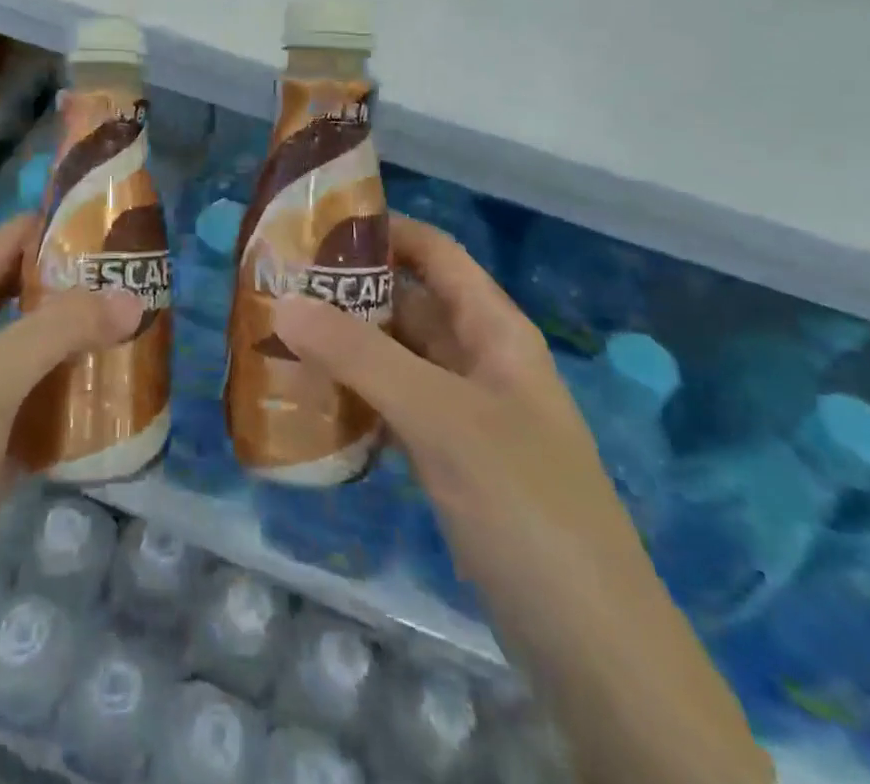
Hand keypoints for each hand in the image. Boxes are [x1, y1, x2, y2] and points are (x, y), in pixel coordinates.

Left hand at [0, 216, 142, 740]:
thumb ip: (58, 330)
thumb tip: (132, 297)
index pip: (6, 243)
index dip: (57, 228)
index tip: (118, 231)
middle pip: (25, 292)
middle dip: (79, 285)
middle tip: (141, 282)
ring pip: (36, 345)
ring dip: (82, 337)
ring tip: (141, 328)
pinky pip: (40, 397)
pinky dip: (74, 390)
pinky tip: (117, 391)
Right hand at [273, 215, 769, 783]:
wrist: (592, 645)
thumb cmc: (525, 504)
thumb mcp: (442, 419)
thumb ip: (361, 357)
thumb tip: (283, 303)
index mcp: (494, 330)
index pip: (435, 253)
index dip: (383, 229)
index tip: (314, 224)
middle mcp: (479, 360)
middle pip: (409, 303)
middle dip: (348, 292)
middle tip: (277, 286)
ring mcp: (465, 413)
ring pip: (397, 359)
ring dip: (345, 347)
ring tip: (277, 337)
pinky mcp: (451, 462)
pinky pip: (394, 409)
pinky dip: (356, 398)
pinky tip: (310, 403)